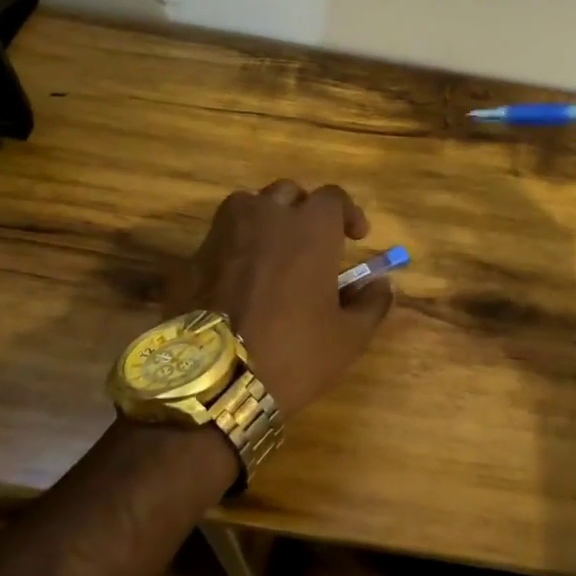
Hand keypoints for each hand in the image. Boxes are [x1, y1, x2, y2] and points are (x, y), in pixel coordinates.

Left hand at [164, 181, 393, 419]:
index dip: (348, 213)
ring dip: (265, 220)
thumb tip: (383, 284)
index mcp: (311, 228)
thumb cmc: (294, 352)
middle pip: (289, 193)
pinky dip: (234, 248)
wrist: (213, 381)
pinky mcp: (192, 257)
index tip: (356, 237)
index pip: (334, 198)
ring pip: (248, 206)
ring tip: (272, 251)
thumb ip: (371, 303)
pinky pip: (220, 238)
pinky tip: (238, 280)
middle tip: (312, 242)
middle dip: (304, 211)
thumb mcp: (349, 337)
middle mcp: (267, 217)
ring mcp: (224, 233)